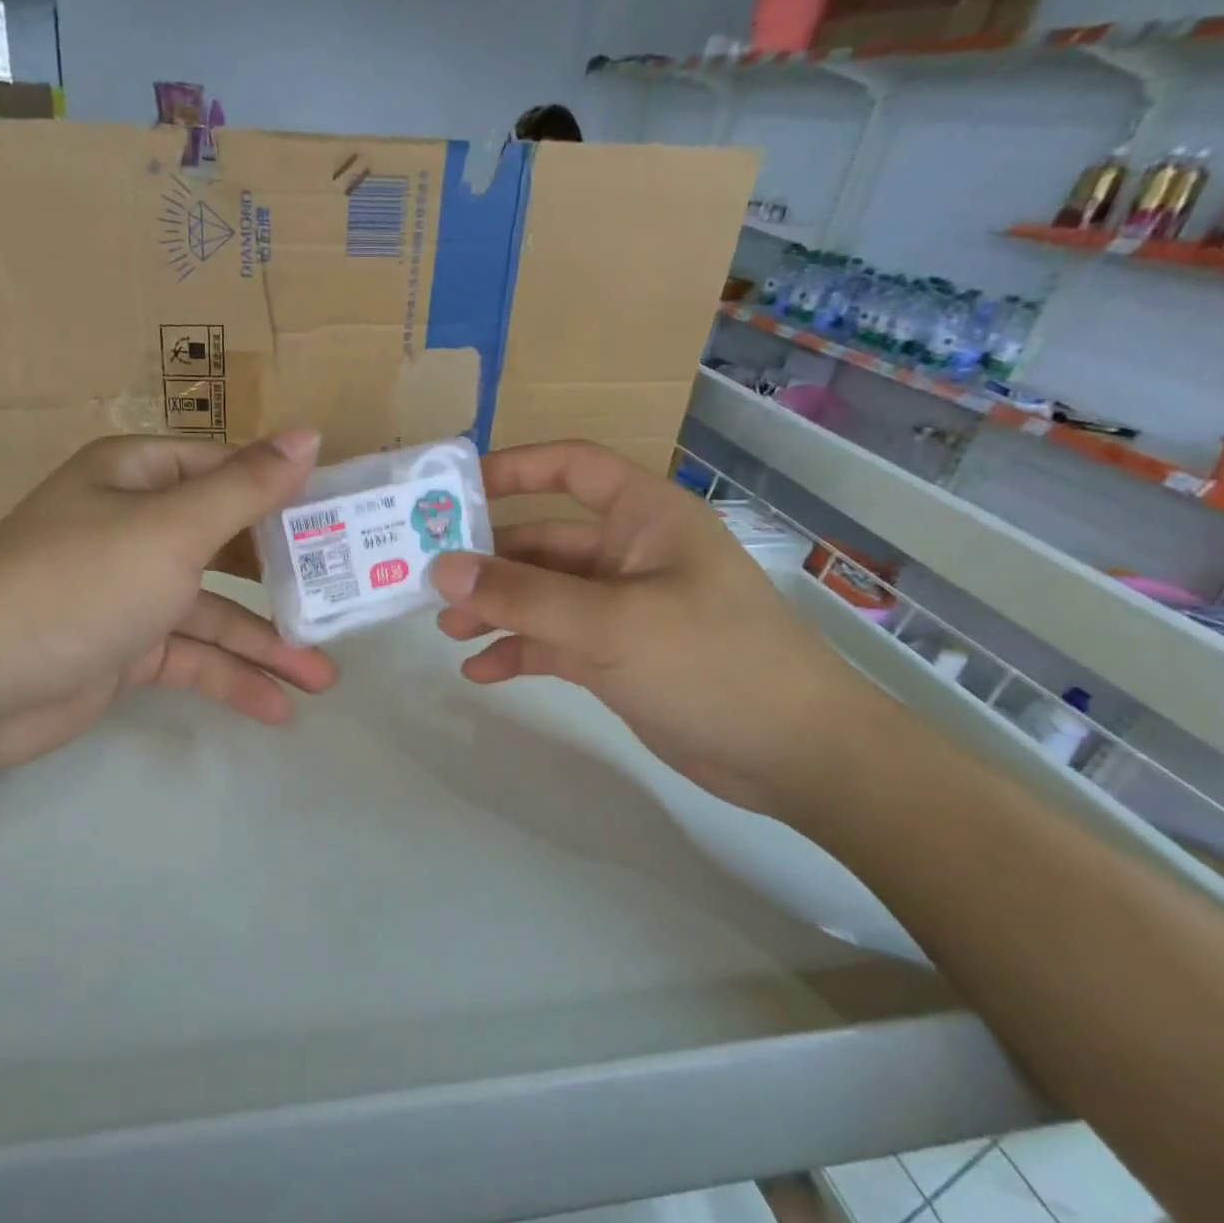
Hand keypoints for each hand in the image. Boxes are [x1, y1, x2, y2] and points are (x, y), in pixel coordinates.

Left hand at [0, 431, 336, 777]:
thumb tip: (310, 435)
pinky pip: (191, 656)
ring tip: (323, 678)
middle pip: (227, 545)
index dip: (286, 491)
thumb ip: (247, 487)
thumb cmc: (81, 583)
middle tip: (345, 598)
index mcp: (138, 476)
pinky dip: (230, 678)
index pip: (228, 470)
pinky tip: (277, 708)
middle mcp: (134, 526)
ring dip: (267, 644)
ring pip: (214, 611)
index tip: (343, 517)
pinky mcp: (125, 648)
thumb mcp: (173, 528)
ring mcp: (129, 591)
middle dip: (285, 579)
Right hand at [430, 441, 891, 819]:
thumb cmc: (710, 661)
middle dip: (489, 561)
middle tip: (430, 583)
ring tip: (448, 631)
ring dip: (496, 609)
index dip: (514, 470)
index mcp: (644, 517)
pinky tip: (481, 672)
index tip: (454, 491)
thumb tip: (441, 567)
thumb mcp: (609, 622)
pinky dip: (518, 651)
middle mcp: (630, 554)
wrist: (793, 754)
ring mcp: (623, 608)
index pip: (572, 468)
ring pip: (543, 595)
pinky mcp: (617, 656)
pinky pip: (554, 642)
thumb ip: (522, 595)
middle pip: (544, 540)